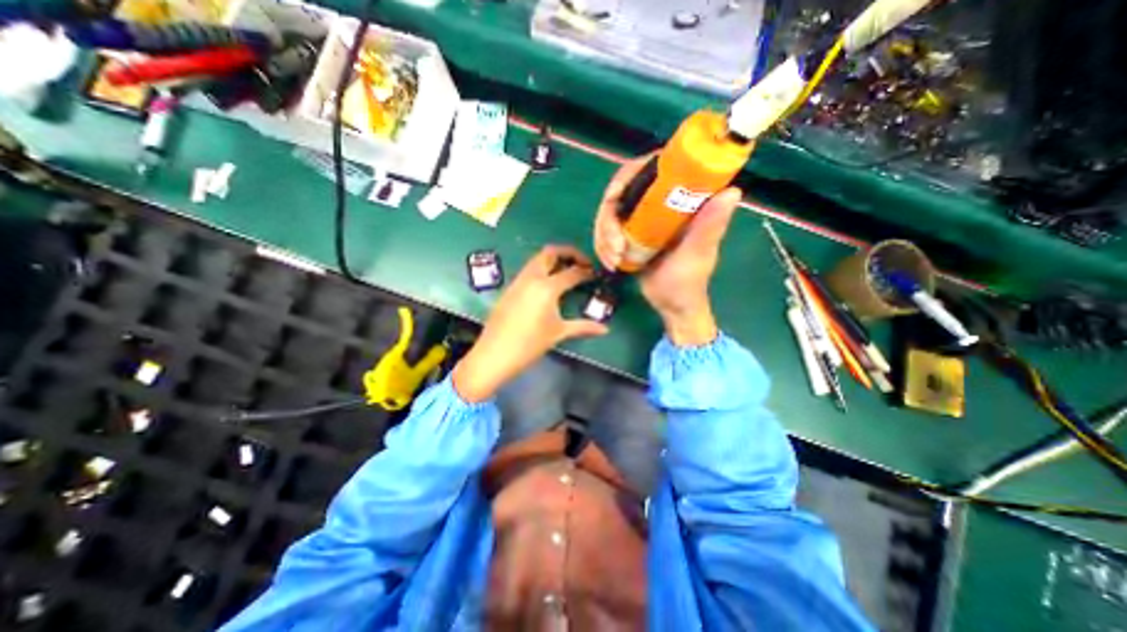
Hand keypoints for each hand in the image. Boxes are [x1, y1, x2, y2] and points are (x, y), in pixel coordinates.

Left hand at [453, 244, 607, 402]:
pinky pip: (528, 270)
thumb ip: (583, 327)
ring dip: (553, 259)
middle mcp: (532, 278)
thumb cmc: (529, 345)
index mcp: (547, 287)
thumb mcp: (558, 333)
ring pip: (537, 259)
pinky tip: (547, 285)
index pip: (572, 272)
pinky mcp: (510, 288)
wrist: (494, 354)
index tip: (596, 274)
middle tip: (581, 263)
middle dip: (568, 253)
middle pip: (551, 252)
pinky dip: (542, 269)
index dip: (586, 271)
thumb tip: (605, 329)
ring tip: (567, 272)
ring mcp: (518, 281)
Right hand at [594, 156, 746, 348]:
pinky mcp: (631, 234)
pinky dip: (603, 245)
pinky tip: (611, 262)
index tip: (613, 198)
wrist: (672, 306)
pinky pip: (607, 230)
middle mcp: (660, 204)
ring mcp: (643, 219)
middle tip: (614, 246)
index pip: (651, 169)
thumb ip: (710, 227)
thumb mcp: (697, 255)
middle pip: (622, 191)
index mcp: (681, 201)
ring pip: (609, 213)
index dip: (627, 176)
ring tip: (613, 260)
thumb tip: (732, 191)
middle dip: (608, 219)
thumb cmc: (687, 283)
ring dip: (603, 236)